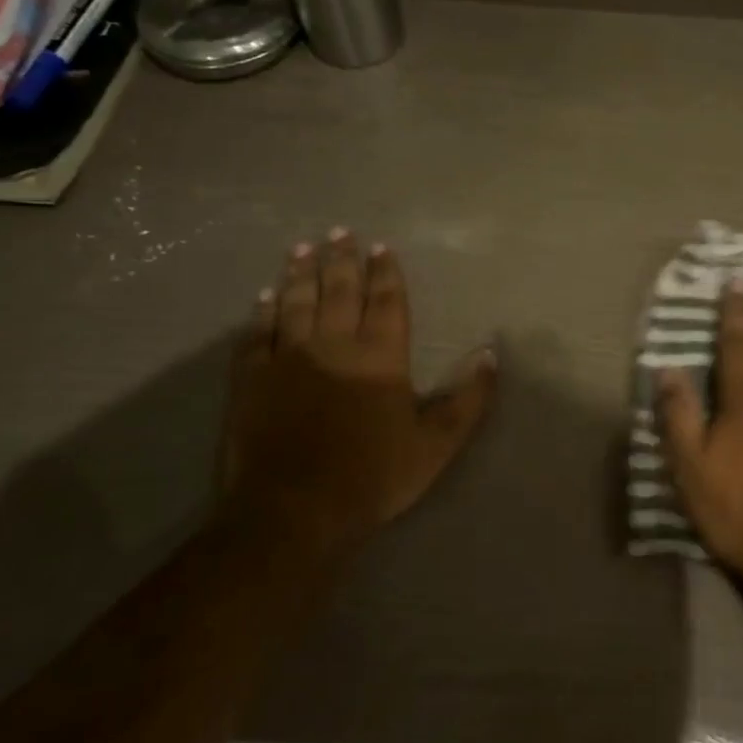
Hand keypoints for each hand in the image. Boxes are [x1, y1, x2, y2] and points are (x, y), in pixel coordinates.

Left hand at [222, 230, 497, 553]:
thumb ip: (468, 399)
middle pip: (339, 291)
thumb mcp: (436, 445)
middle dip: (342, 260)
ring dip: (302, 273)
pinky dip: (263, 311)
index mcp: (380, 357)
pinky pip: (258, 334)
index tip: (381, 248)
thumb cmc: (372, 477)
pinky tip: (265, 295)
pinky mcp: (252, 379)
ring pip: (296, 303)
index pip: (386, 302)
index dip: (385, 273)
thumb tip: (491, 354)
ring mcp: (288, 358)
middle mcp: (335, 345)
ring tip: (305, 247)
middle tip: (341, 231)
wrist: (293, 512)